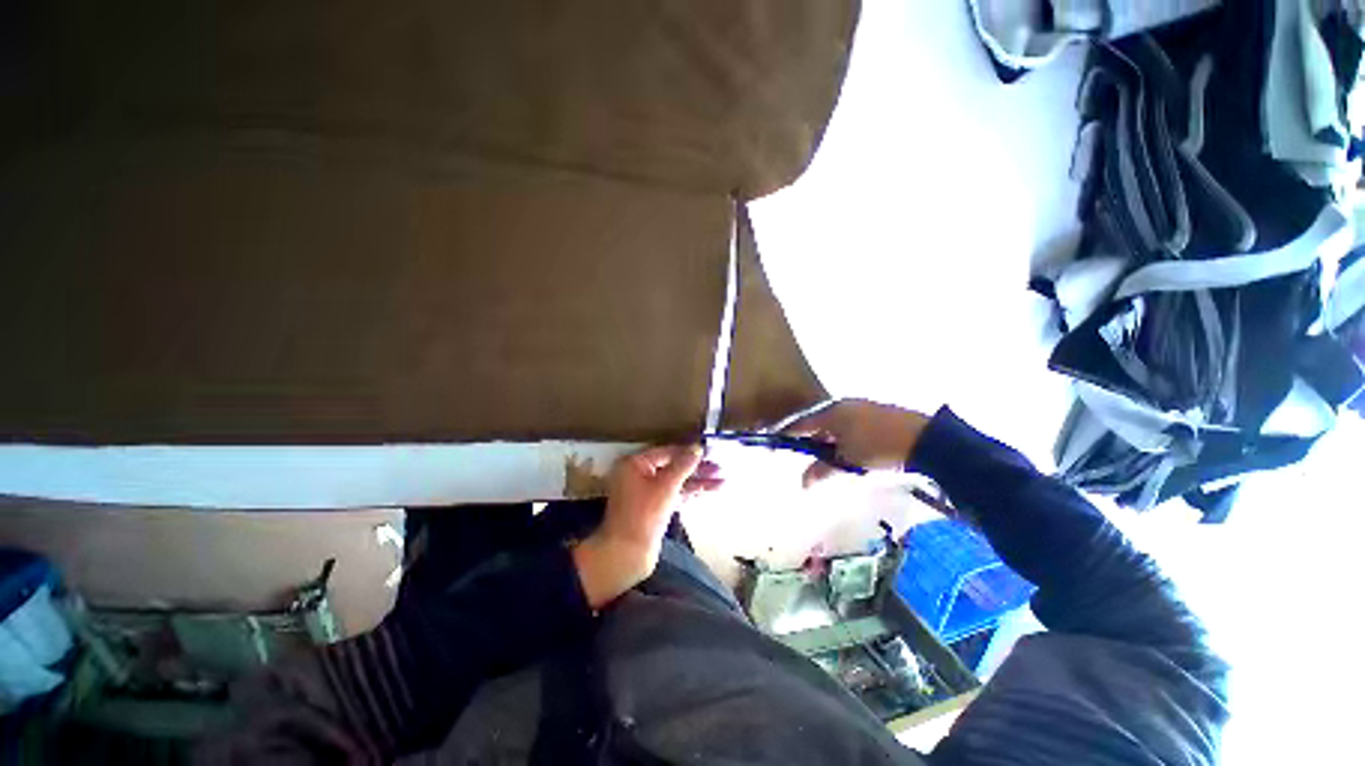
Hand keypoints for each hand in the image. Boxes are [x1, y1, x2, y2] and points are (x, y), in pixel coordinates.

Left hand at [572, 445, 721, 608]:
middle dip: (697, 469)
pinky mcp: (653, 509)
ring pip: (676, 482)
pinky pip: (674, 495)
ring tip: (722, 481)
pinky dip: (690, 493)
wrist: (628, 555)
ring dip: (698, 481)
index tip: (710, 451)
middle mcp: (638, 475)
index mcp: (635, 464)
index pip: (667, 451)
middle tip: (719, 468)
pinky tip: (709, 491)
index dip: (689, 451)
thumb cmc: (644, 514)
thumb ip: (684, 464)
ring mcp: (646, 493)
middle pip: (673, 467)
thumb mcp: (667, 485)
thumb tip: (697, 447)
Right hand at [780, 399, 929, 487]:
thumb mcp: (848, 461)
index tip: (777, 444)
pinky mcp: (874, 411)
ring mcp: (859, 406)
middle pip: (817, 422)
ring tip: (828, 457)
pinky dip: (842, 436)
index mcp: (830, 412)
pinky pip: (848, 423)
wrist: (924, 439)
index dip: (787, 434)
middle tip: (804, 456)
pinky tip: (849, 450)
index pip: (801, 423)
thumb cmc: (878, 447)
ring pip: (834, 423)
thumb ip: (823, 469)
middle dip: (809, 439)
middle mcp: (841, 405)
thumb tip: (803, 483)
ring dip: (827, 439)